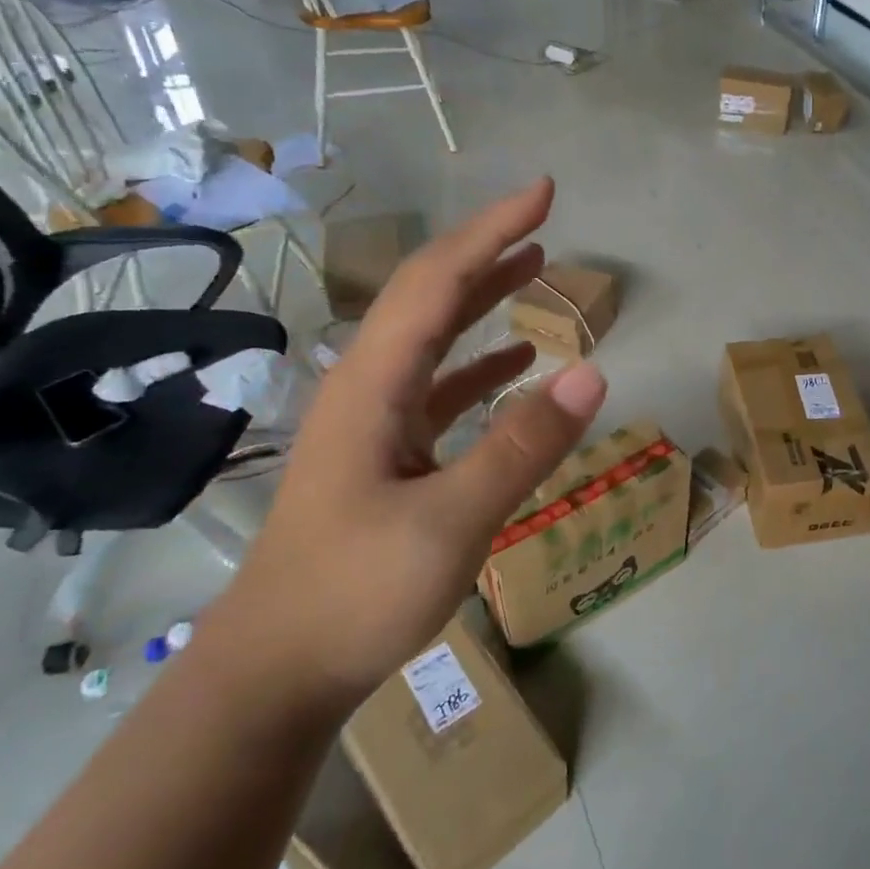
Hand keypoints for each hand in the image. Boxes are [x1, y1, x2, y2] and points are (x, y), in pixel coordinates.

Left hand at [211, 179, 605, 712]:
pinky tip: (517, 364)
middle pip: (430, 296)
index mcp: (374, 384)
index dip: (491, 230)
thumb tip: (595, 370)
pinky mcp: (387, 457)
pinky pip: (440, 388)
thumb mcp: (452, 521)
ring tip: (535, 269)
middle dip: (487, 250)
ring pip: (435, 339)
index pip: (437, 281)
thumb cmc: (354, 594)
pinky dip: (481, 364)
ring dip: (484, 299)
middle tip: (544, 219)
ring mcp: (376, 423)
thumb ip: (524, 445)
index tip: (543, 192)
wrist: (274, 675)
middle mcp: (369, 387)